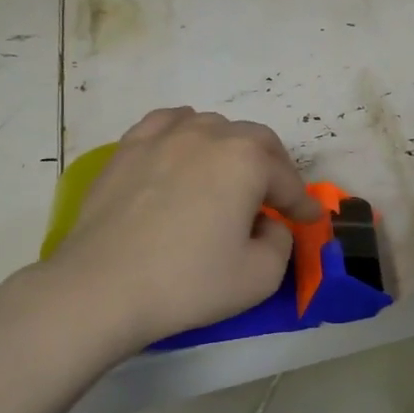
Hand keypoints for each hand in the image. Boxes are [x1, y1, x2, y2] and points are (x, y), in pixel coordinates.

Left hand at [43, 107, 321, 351]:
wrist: (102, 288)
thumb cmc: (188, 282)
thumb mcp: (260, 276)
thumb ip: (281, 241)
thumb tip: (268, 224)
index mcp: (245, 160)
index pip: (286, 179)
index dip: (302, 202)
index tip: (311, 218)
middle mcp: (208, 135)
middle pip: (255, 141)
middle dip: (274, 168)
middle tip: (277, 198)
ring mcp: (163, 137)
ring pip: (212, 127)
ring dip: (231, 149)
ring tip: (230, 176)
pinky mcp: (128, 149)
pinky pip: (167, 124)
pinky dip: (186, 133)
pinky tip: (183, 151)